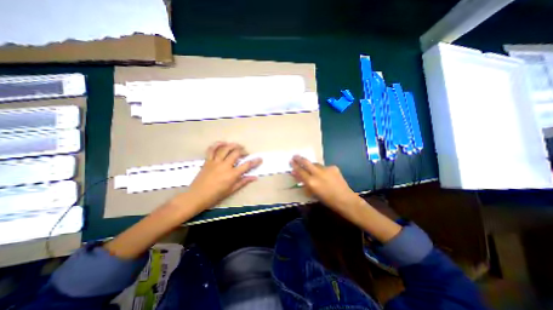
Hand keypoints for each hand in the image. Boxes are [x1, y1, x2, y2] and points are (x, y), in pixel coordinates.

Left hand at [187, 143, 261, 210]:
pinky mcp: (207, 161)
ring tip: (238, 146)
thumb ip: (243, 182)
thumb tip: (254, 177)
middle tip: (246, 153)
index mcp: (232, 175)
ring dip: (233, 145)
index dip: (255, 161)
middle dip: (243, 151)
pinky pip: (211, 149)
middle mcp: (224, 166)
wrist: (197, 196)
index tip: (260, 159)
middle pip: (236, 153)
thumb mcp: (231, 190)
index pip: (246, 165)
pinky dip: (217, 144)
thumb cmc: (215, 195)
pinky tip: (223, 143)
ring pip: (225, 149)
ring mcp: (215, 162)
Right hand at [290, 155, 362, 212]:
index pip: (300, 171)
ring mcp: (326, 169)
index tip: (291, 161)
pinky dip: (322, 170)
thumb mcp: (313, 192)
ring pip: (315, 164)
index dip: (294, 165)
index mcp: (311, 182)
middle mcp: (317, 173)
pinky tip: (325, 175)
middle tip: (295, 156)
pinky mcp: (333, 167)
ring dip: (311, 165)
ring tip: (310, 168)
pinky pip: (324, 167)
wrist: (345, 199)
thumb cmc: (327, 200)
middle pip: (306, 162)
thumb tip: (296, 174)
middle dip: (299, 158)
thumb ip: (304, 182)